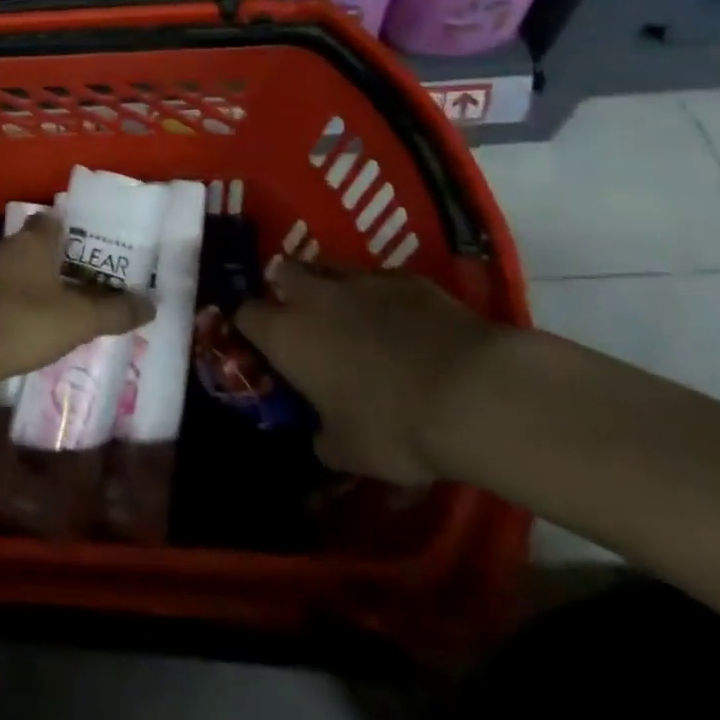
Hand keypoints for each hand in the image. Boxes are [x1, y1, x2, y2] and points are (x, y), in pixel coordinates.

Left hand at [0, 215, 152, 389]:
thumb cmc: (20, 323)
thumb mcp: (77, 321)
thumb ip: (114, 311)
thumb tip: (153, 302)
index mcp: (31, 243)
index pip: (50, 222)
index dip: (66, 233)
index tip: (82, 251)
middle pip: (26, 247)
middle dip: (44, 264)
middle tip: (67, 287)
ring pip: (1, 271)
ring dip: (17, 286)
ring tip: (39, 313)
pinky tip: (3, 332)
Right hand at [235, 264, 502, 485]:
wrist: (474, 393)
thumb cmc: (395, 426)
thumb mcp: (351, 453)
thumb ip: (324, 440)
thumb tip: (319, 438)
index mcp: (287, 335)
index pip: (245, 315)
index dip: (248, 326)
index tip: (259, 343)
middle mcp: (314, 297)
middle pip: (282, 272)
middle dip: (286, 289)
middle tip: (303, 317)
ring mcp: (361, 280)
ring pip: (330, 267)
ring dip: (331, 285)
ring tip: (349, 313)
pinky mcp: (407, 278)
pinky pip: (381, 279)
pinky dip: (382, 296)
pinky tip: (404, 322)